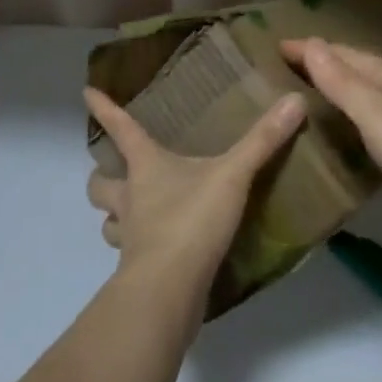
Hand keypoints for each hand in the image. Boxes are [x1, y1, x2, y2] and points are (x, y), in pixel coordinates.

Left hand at [83, 86, 305, 288]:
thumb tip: (294, 100)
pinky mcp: (138, 270)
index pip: (121, 129)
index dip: (104, 110)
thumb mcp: (233, 176)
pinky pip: (131, 255)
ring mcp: (131, 237)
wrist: (168, 289)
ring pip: (108, 222)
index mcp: (146, 167)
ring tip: (133, 215)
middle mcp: (130, 199)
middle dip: (101, 178)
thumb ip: (263, 141)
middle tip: (116, 174)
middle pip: (98, 184)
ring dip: (115, 217)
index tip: (87, 93)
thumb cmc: (191, 220)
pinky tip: (158, 250)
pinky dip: (139, 250)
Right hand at [279, 37, 381, 238]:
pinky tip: (355, 127)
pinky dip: (360, 111)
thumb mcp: (376, 114)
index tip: (275, 47)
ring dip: (343, 86)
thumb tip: (312, 42)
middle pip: (359, 67)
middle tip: (288, 67)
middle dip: (325, 63)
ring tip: (313, 93)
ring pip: (373, 90)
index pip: (342, 53)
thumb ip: (342, 81)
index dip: (309, 49)